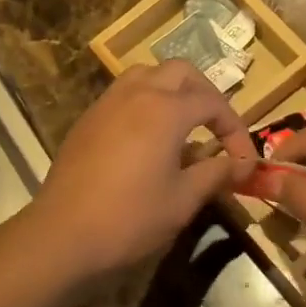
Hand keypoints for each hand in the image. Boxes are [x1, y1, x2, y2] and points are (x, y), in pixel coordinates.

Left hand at [28, 61, 256, 283]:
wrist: (62, 235)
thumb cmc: (130, 218)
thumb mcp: (182, 200)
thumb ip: (215, 174)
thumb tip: (241, 165)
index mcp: (165, 109)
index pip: (213, 102)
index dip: (235, 128)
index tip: (243, 159)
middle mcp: (136, 94)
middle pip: (180, 72)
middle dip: (205, 94)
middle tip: (216, 127)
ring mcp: (106, 104)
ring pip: (146, 75)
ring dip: (171, 90)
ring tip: (183, 124)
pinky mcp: (87, 120)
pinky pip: (123, 94)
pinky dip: (144, 103)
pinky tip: (147, 139)